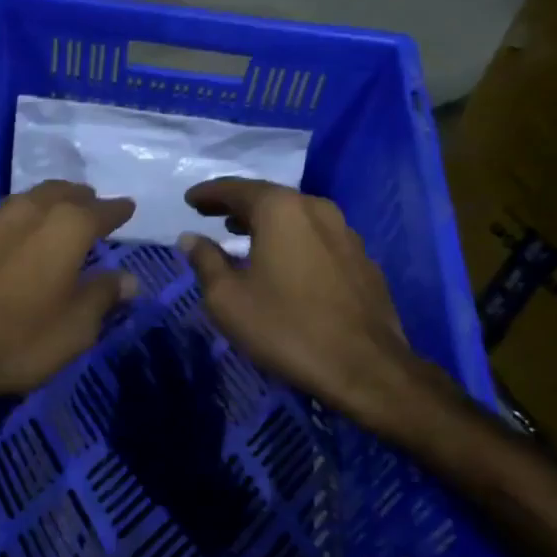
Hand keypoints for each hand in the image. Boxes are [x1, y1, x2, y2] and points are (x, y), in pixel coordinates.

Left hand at [0, 181, 137, 447]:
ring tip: (51, 217)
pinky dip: (10, 226)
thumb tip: (128, 280)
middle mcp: (27, 211)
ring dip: (44, 205)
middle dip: (80, 198)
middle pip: (61, 192)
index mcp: (65, 227)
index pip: (101, 210)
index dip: (117, 211)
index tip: (128, 208)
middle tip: (90, 205)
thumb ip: (103, 297)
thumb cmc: (18, 339)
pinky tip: (6, 242)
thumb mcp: (75, 329)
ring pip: (25, 201)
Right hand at [179, 178, 435, 439]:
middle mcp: (316, 209)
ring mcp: (346, 232)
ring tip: (243, 235)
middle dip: (237, 205)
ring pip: (296, 216)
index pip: (236, 188)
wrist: (366, 368)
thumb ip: (205, 261)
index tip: (190, 200)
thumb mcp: (228, 298)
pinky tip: (284, 262)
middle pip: (268, 197)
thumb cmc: (286, 328)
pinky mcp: (362, 259)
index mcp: (281, 210)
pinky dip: (293, 240)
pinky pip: (317, 237)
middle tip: (211, 214)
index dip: (209, 193)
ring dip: (266, 222)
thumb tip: (190, 238)